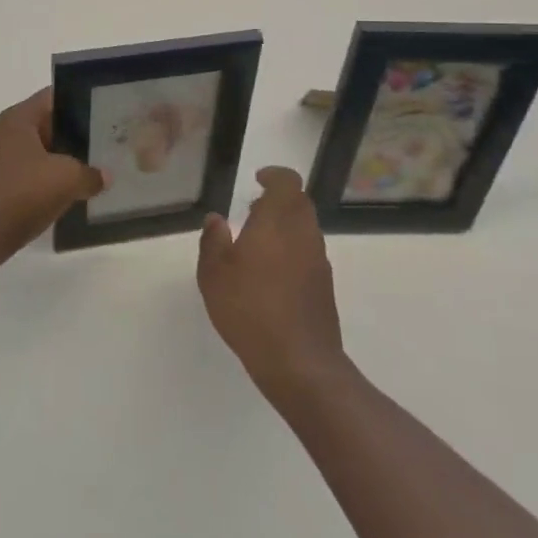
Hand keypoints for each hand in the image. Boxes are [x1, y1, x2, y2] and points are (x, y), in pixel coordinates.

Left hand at [0, 89, 103, 266]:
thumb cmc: (22, 193)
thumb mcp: (67, 179)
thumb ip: (91, 173)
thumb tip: (105, 176)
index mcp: (20, 118)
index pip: (55, 96)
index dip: (81, 100)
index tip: (107, 111)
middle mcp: (8, 132)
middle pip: (50, 124)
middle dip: (78, 133)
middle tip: (109, 141)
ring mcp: (2, 160)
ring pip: (43, 152)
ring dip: (66, 160)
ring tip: (98, 167)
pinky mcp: (2, 185)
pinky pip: (34, 174)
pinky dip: (52, 180)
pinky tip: (74, 192)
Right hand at [198, 166, 345, 405]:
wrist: (298, 361)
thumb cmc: (249, 308)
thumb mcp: (214, 274)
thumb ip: (213, 240)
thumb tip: (217, 219)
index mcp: (278, 221)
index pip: (287, 182)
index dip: (274, 176)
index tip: (258, 179)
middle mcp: (304, 233)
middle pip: (299, 203)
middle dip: (279, 200)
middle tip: (254, 210)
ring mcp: (319, 260)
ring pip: (305, 228)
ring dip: (286, 226)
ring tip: (258, 243)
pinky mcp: (324, 285)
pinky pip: (309, 253)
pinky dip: (293, 250)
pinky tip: (271, 274)